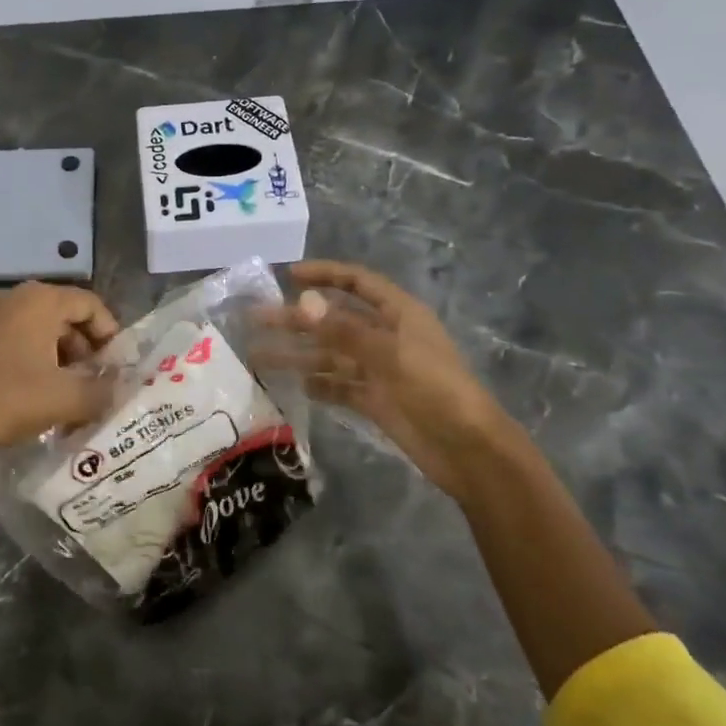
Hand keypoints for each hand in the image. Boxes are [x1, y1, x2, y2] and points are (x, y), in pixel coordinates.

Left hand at [0, 280, 120, 466]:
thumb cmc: (6, 401)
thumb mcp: (65, 399)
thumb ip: (102, 391)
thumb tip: (119, 387)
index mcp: (39, 300)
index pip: (90, 304)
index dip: (110, 334)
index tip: (115, 367)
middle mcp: (13, 297)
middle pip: (64, 315)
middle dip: (85, 349)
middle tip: (93, 383)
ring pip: (39, 329)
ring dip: (59, 356)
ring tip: (66, 393)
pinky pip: (14, 339)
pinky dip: (33, 359)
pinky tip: (33, 393)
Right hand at [269, 260, 526, 499]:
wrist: (469, 450)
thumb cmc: (436, 390)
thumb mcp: (390, 354)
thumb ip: (343, 330)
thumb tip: (301, 303)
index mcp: (398, 314)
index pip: (357, 283)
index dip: (324, 274)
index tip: (288, 276)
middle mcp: (386, 336)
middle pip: (334, 320)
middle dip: (296, 319)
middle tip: (256, 318)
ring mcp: (379, 370)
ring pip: (330, 355)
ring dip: (297, 354)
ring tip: (257, 356)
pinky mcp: (375, 400)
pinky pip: (339, 386)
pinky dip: (318, 384)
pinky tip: (294, 385)